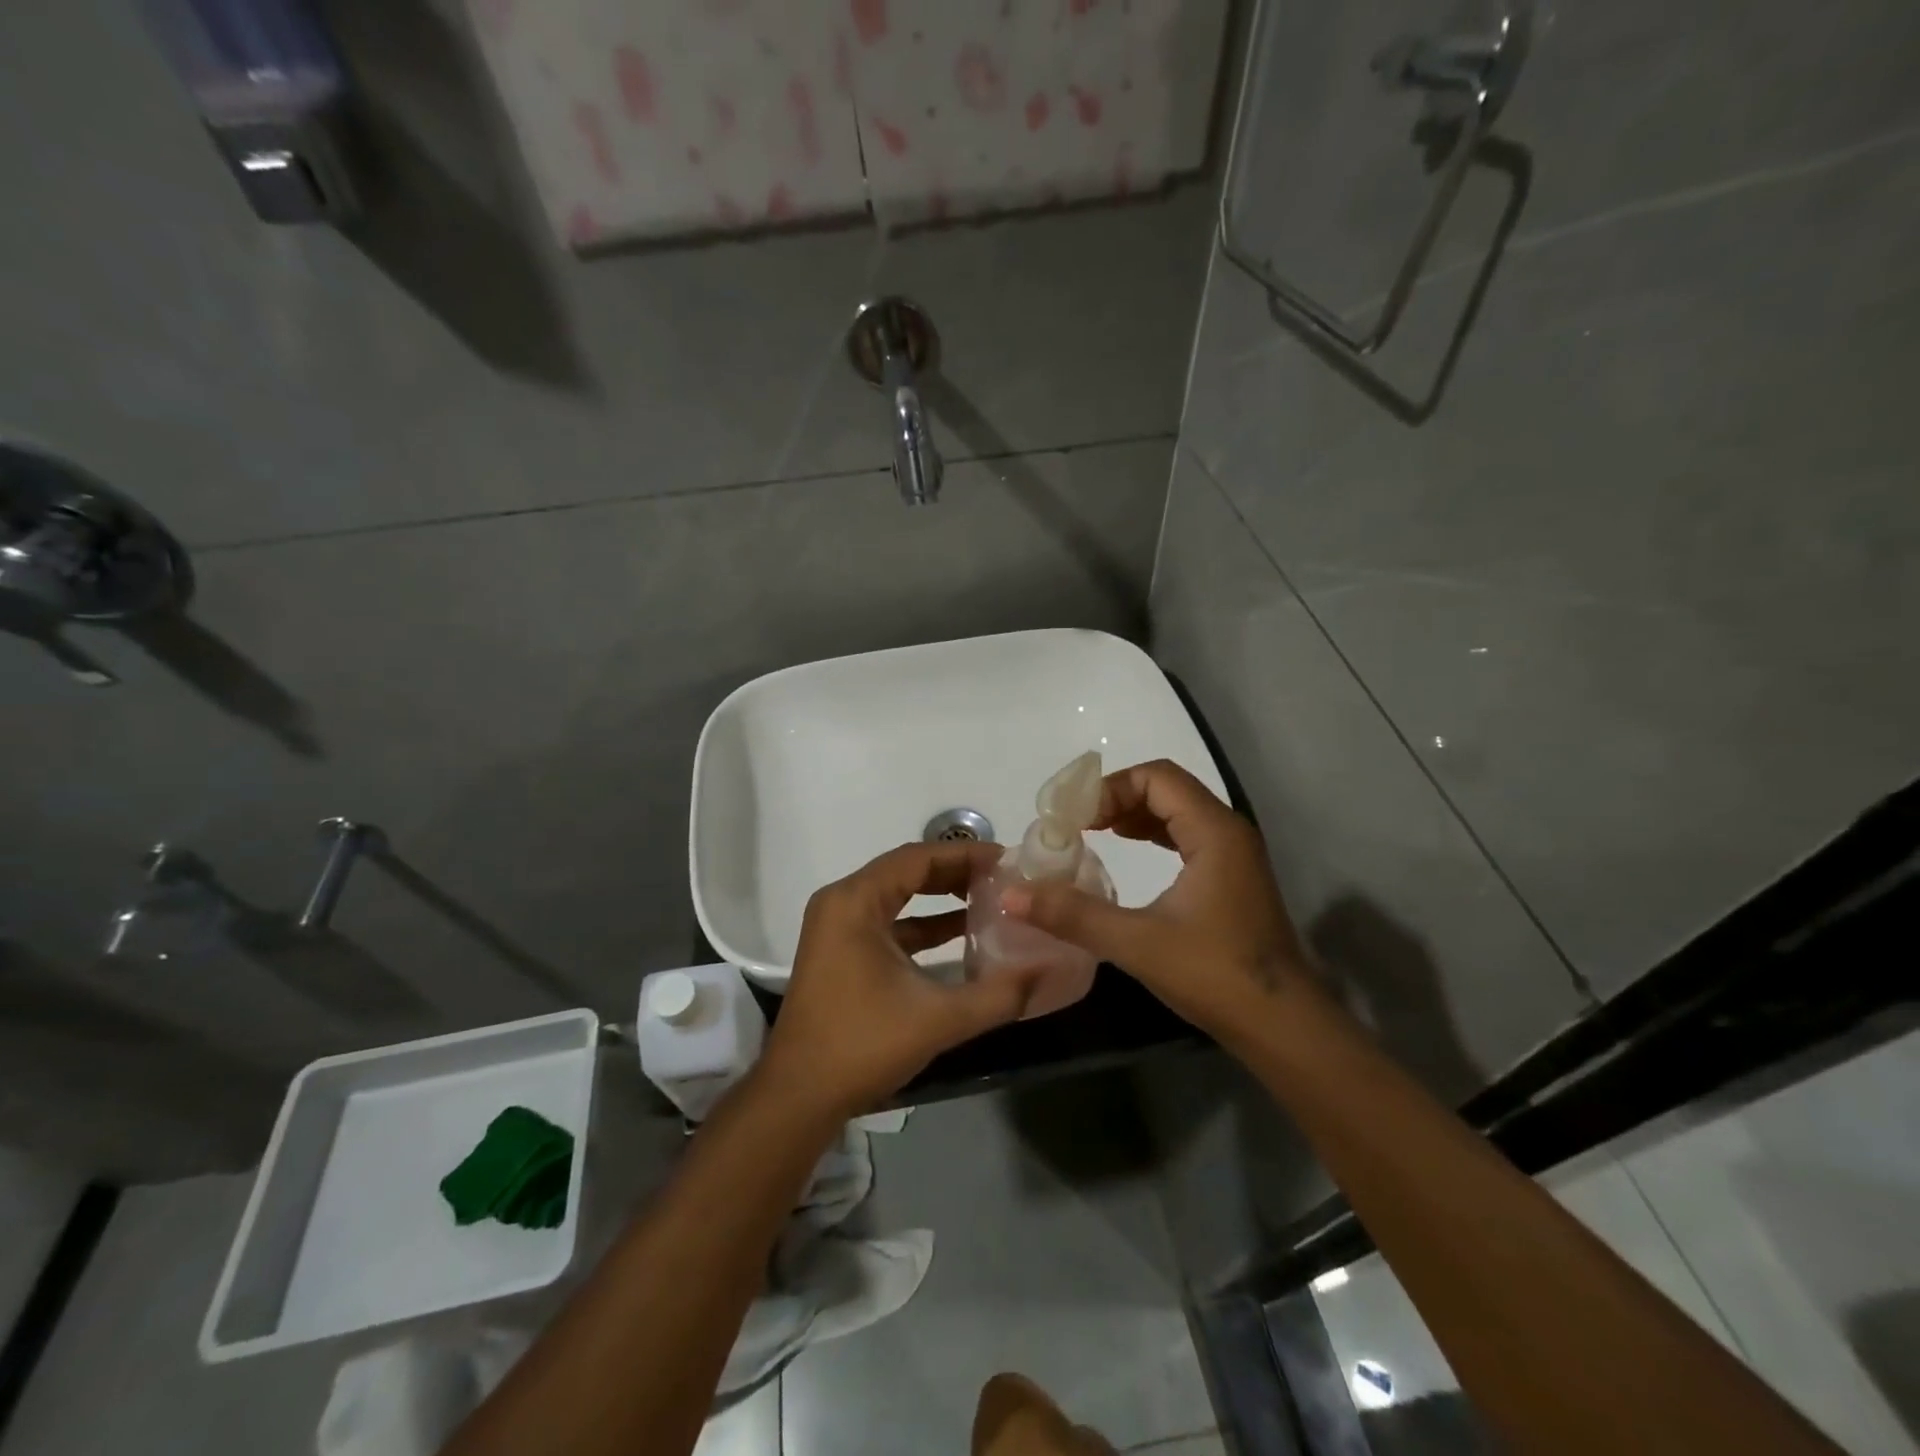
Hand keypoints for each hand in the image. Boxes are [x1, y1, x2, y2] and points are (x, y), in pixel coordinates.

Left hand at [759, 841, 1044, 1119]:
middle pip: (906, 870)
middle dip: (955, 872)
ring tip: (989, 898)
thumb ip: (998, 994)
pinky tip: (961, 932)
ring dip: (940, 895)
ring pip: (897, 895)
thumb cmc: (862, 1045)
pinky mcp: (841, 951)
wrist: (799, 1096)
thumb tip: (1048, 970)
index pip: (916, 857)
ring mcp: (837, 927)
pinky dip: (923, 923)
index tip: (1006, 860)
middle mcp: (842, 903)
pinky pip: (888, 921)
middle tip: (1002, 878)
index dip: (964, 855)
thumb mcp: (938, 1018)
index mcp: (855, 902)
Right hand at [1001, 759, 1307, 1039]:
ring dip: (1134, 815)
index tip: (1072, 817)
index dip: (1110, 788)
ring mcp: (1233, 856)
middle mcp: (1227, 832)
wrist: (1283, 1028)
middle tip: (1074, 824)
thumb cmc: (1216, 975)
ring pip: (1177, 813)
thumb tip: (1010, 895)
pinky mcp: (1230, 879)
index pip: (1156, 778)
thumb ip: (1073, 914)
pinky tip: (1126, 853)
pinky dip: (1152, 835)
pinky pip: (1185, 837)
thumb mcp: (1137, 942)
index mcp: (1213, 832)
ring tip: (1092, 832)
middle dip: (1117, 799)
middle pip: (1166, 789)